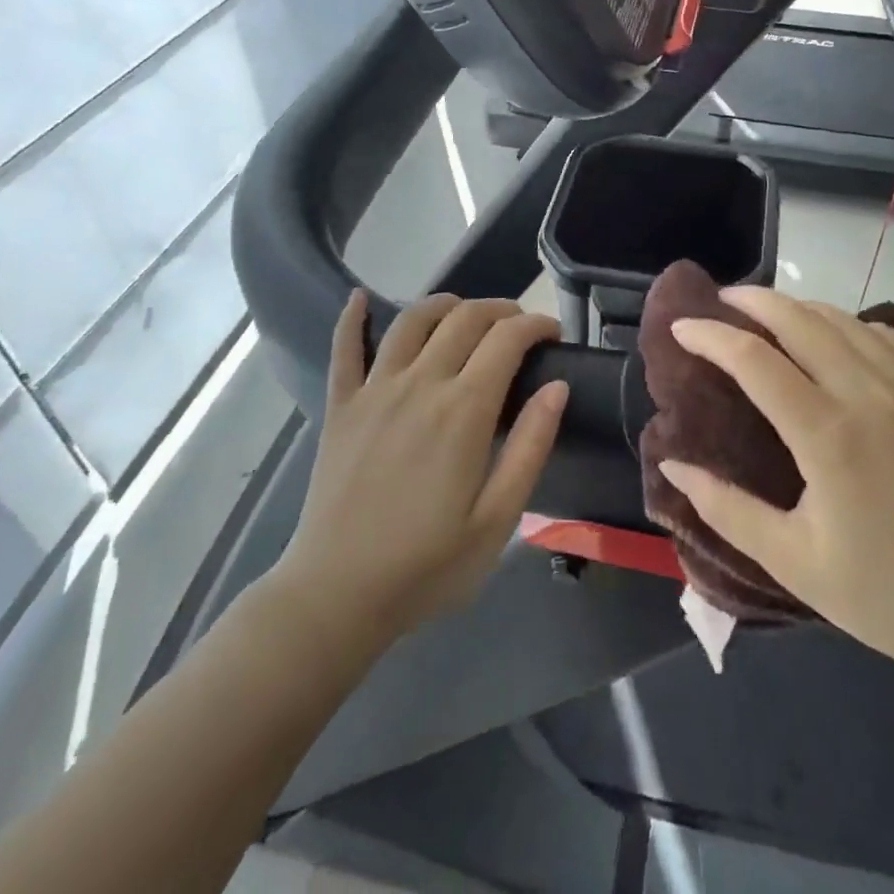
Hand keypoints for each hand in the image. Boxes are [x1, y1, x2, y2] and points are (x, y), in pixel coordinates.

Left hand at [274, 292, 567, 648]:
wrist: (336, 596)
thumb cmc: (427, 565)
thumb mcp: (498, 519)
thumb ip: (531, 446)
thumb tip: (557, 386)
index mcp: (463, 410)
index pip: (507, 339)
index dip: (536, 325)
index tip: (553, 334)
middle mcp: (420, 383)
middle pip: (465, 318)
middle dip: (500, 310)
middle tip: (519, 327)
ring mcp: (375, 390)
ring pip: (413, 321)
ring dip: (445, 304)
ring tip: (464, 314)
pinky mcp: (340, 406)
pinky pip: (344, 348)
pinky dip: (351, 317)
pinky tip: (360, 298)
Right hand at [658, 287, 893, 682]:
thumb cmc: (889, 597)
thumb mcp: (794, 563)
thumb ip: (727, 509)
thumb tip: (672, 464)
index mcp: (829, 436)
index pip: (754, 360)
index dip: (710, 336)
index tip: (680, 327)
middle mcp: (872, 396)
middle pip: (800, 320)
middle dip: (753, 300)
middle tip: (722, 301)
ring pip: (845, 320)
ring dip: (799, 307)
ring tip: (769, 312)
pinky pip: (889, 337)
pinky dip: (850, 324)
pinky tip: (836, 334)